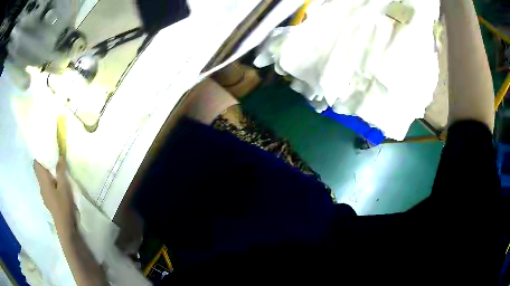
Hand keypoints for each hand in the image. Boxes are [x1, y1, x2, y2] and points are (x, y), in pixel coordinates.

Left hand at [34, 158, 76, 234]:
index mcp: (43, 181)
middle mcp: (41, 186)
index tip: (44, 150)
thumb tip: (59, 156)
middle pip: (39, 171)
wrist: (65, 226)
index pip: (36, 164)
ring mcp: (44, 195)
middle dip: (44, 164)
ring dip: (47, 174)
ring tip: (55, 169)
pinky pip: (47, 186)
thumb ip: (61, 171)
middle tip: (52, 157)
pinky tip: (57, 184)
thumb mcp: (64, 186)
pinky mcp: (48, 200)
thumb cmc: (63, 205)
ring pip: (43, 179)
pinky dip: (50, 182)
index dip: (38, 156)